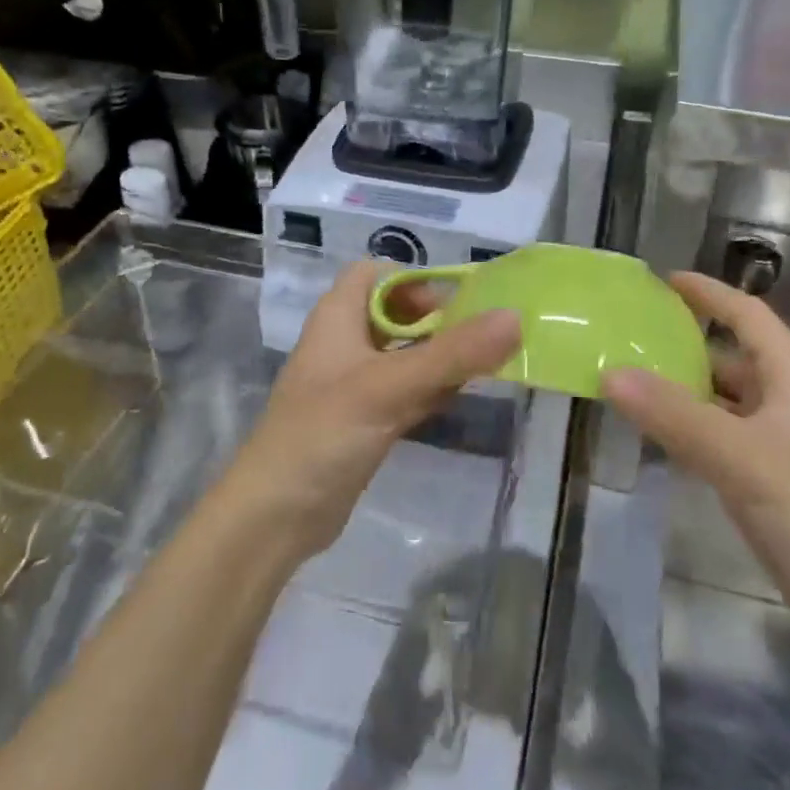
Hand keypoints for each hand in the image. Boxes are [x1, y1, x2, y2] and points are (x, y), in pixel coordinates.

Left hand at [225, 261, 521, 563]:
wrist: (275, 515)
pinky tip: (463, 395)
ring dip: (440, 356)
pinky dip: (431, 389)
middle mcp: (345, 343)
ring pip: (404, 355)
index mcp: (337, 317)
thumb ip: (452, 353)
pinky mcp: (364, 421)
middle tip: (481, 337)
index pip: (375, 274)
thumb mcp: (390, 387)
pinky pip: (405, 391)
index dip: (414, 280)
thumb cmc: (324, 433)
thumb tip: (514, 318)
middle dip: (437, 320)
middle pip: (396, 313)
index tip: (455, 304)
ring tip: (487, 363)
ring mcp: (354, 384)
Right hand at [602, 273, 789, 652]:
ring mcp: (781, 446)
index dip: (710, 294)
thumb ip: (675, 415)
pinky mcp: (771, 483)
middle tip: (627, 338)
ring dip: (682, 391)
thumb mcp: (742, 458)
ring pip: (724, 402)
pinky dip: (688, 430)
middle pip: (732, 358)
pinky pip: (721, 440)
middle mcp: (789, 404)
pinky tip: (656, 437)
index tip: (664, 280)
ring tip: (628, 382)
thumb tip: (609, 372)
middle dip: (684, 345)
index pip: (749, 317)